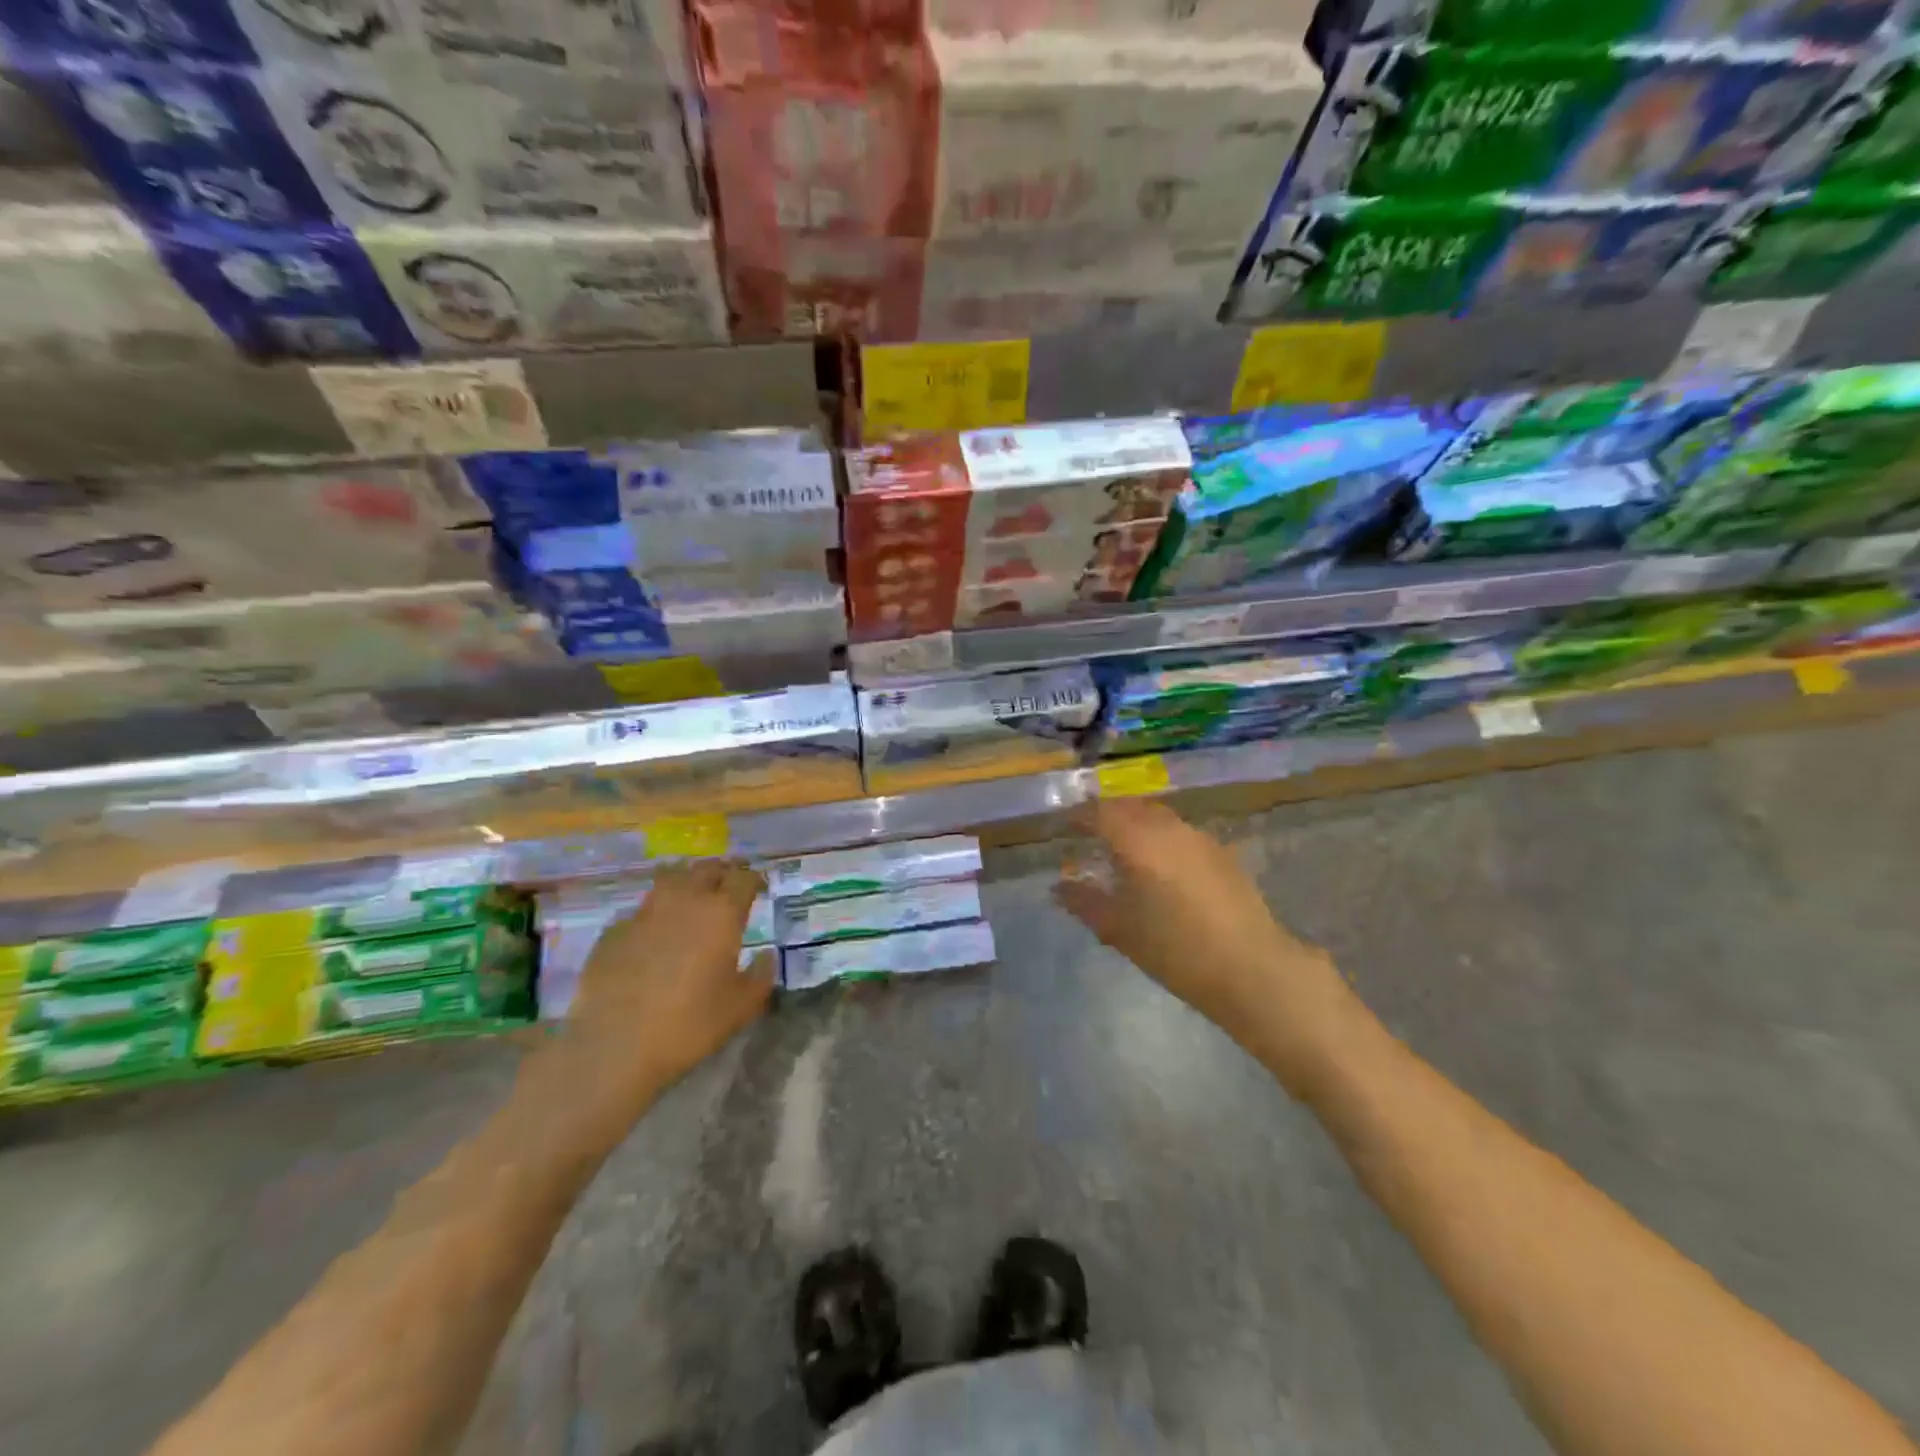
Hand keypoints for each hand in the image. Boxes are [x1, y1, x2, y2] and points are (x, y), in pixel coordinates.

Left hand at [551, 861, 775, 1128]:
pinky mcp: (615, 930)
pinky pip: (642, 909)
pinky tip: (655, 931)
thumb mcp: (741, 1007)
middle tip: (729, 884)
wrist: (613, 1045)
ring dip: (688, 881)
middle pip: (707, 869)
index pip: (743, 878)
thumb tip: (765, 956)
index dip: (754, 878)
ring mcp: (645, 912)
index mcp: (722, 914)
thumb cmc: (688, 1025)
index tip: (758, 886)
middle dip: (722, 872)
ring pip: (671, 878)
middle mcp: (685, 901)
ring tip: (693, 895)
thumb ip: (761, 976)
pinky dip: (656, 911)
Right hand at [1054, 799, 1362, 1096]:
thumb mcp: (1119, 929)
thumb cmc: (1174, 949)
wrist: (1250, 967)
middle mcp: (1168, 827)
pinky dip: (1161, 839)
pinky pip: (1180, 833)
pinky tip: (1162, 868)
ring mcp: (1199, 837)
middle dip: (1107, 815)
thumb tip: (1059, 887)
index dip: (1078, 816)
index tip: (1063, 826)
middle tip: (1090, 835)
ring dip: (1136, 825)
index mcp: (1137, 839)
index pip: (1099, 812)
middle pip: (1130, 807)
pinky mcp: (1222, 853)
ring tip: (1124, 851)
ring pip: (1158, 817)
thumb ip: (1084, 902)